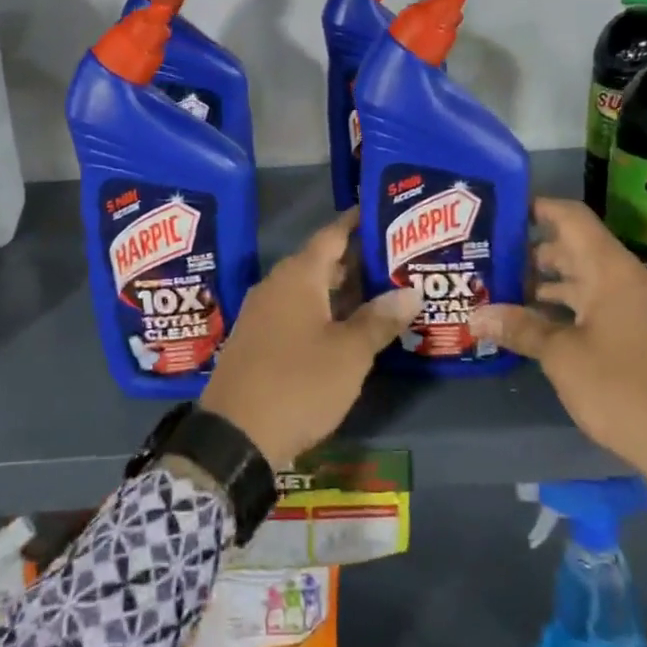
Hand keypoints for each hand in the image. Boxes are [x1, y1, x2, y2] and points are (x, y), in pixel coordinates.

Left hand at [200, 208, 422, 468]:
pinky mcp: (257, 340)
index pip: (331, 235)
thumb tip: (411, 291)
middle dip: (356, 260)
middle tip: (394, 258)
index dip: (356, 222)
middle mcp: (276, 286)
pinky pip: (295, 311)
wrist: (235, 436)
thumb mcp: (349, 354)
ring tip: (380, 291)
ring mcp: (262, 313)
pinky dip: (323, 311)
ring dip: (341, 289)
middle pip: (320, 262)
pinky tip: (346, 327)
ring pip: (308, 289)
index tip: (380, 210)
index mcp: (298, 277)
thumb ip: (380, 319)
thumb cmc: (298, 384)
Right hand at [468, 198, 646, 520]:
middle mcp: (628, 279)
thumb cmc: (624, 390)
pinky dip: (565, 307)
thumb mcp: (563, 357)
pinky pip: (596, 304)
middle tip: (486, 258)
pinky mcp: (641, 333)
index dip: (536, 208)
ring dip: (545, 283)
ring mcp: (638, 307)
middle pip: (575, 247)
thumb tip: (475, 315)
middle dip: (530, 252)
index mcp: (612, 270)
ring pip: (584, 279)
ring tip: (499, 291)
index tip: (499, 211)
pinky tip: (533, 325)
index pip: (571, 217)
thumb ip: (520, 328)